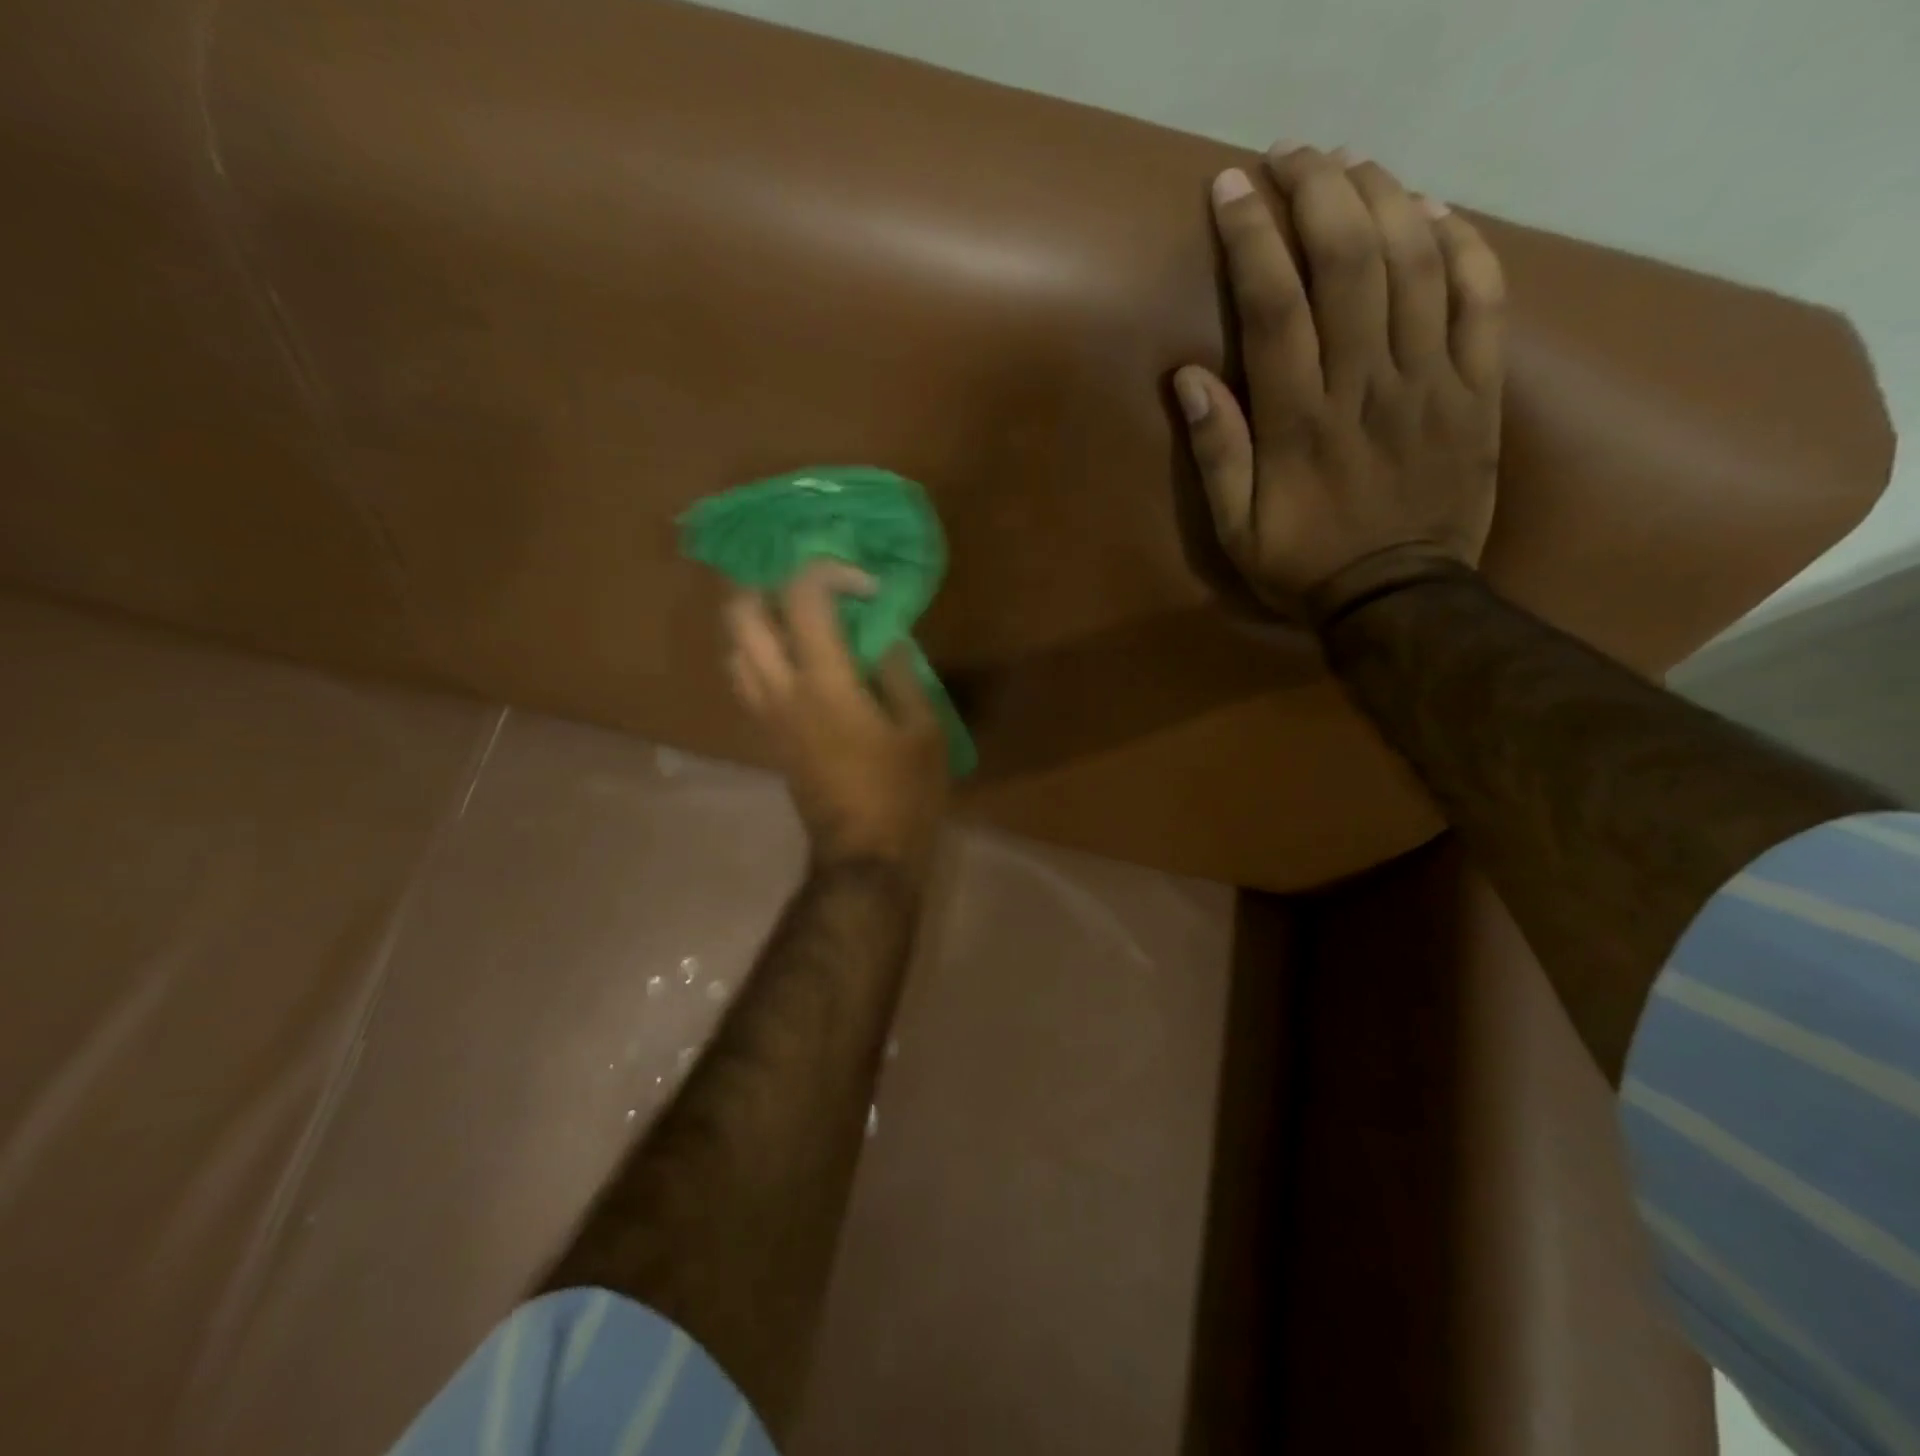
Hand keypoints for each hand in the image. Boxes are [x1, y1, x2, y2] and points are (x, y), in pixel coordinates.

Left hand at [726, 559, 948, 870]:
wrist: (865, 858)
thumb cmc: (903, 794)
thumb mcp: (924, 730)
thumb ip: (902, 673)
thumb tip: (884, 640)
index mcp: (824, 682)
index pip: (803, 597)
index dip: (831, 572)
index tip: (867, 588)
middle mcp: (781, 690)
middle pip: (742, 614)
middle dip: (772, 585)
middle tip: (814, 592)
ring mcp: (766, 715)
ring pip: (734, 647)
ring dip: (761, 622)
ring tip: (803, 624)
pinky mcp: (766, 737)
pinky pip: (745, 679)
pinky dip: (761, 654)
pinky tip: (799, 663)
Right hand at [1174, 145, 1506, 624]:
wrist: (1400, 599)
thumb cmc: (1304, 566)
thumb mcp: (1235, 531)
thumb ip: (1216, 453)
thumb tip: (1188, 376)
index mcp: (1300, 422)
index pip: (1276, 305)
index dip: (1252, 237)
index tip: (1231, 188)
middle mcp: (1367, 386)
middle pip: (1351, 260)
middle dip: (1319, 191)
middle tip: (1293, 155)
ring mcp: (1431, 382)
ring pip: (1417, 262)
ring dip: (1385, 197)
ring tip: (1353, 165)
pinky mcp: (1477, 389)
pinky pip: (1483, 297)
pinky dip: (1463, 243)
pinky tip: (1435, 211)